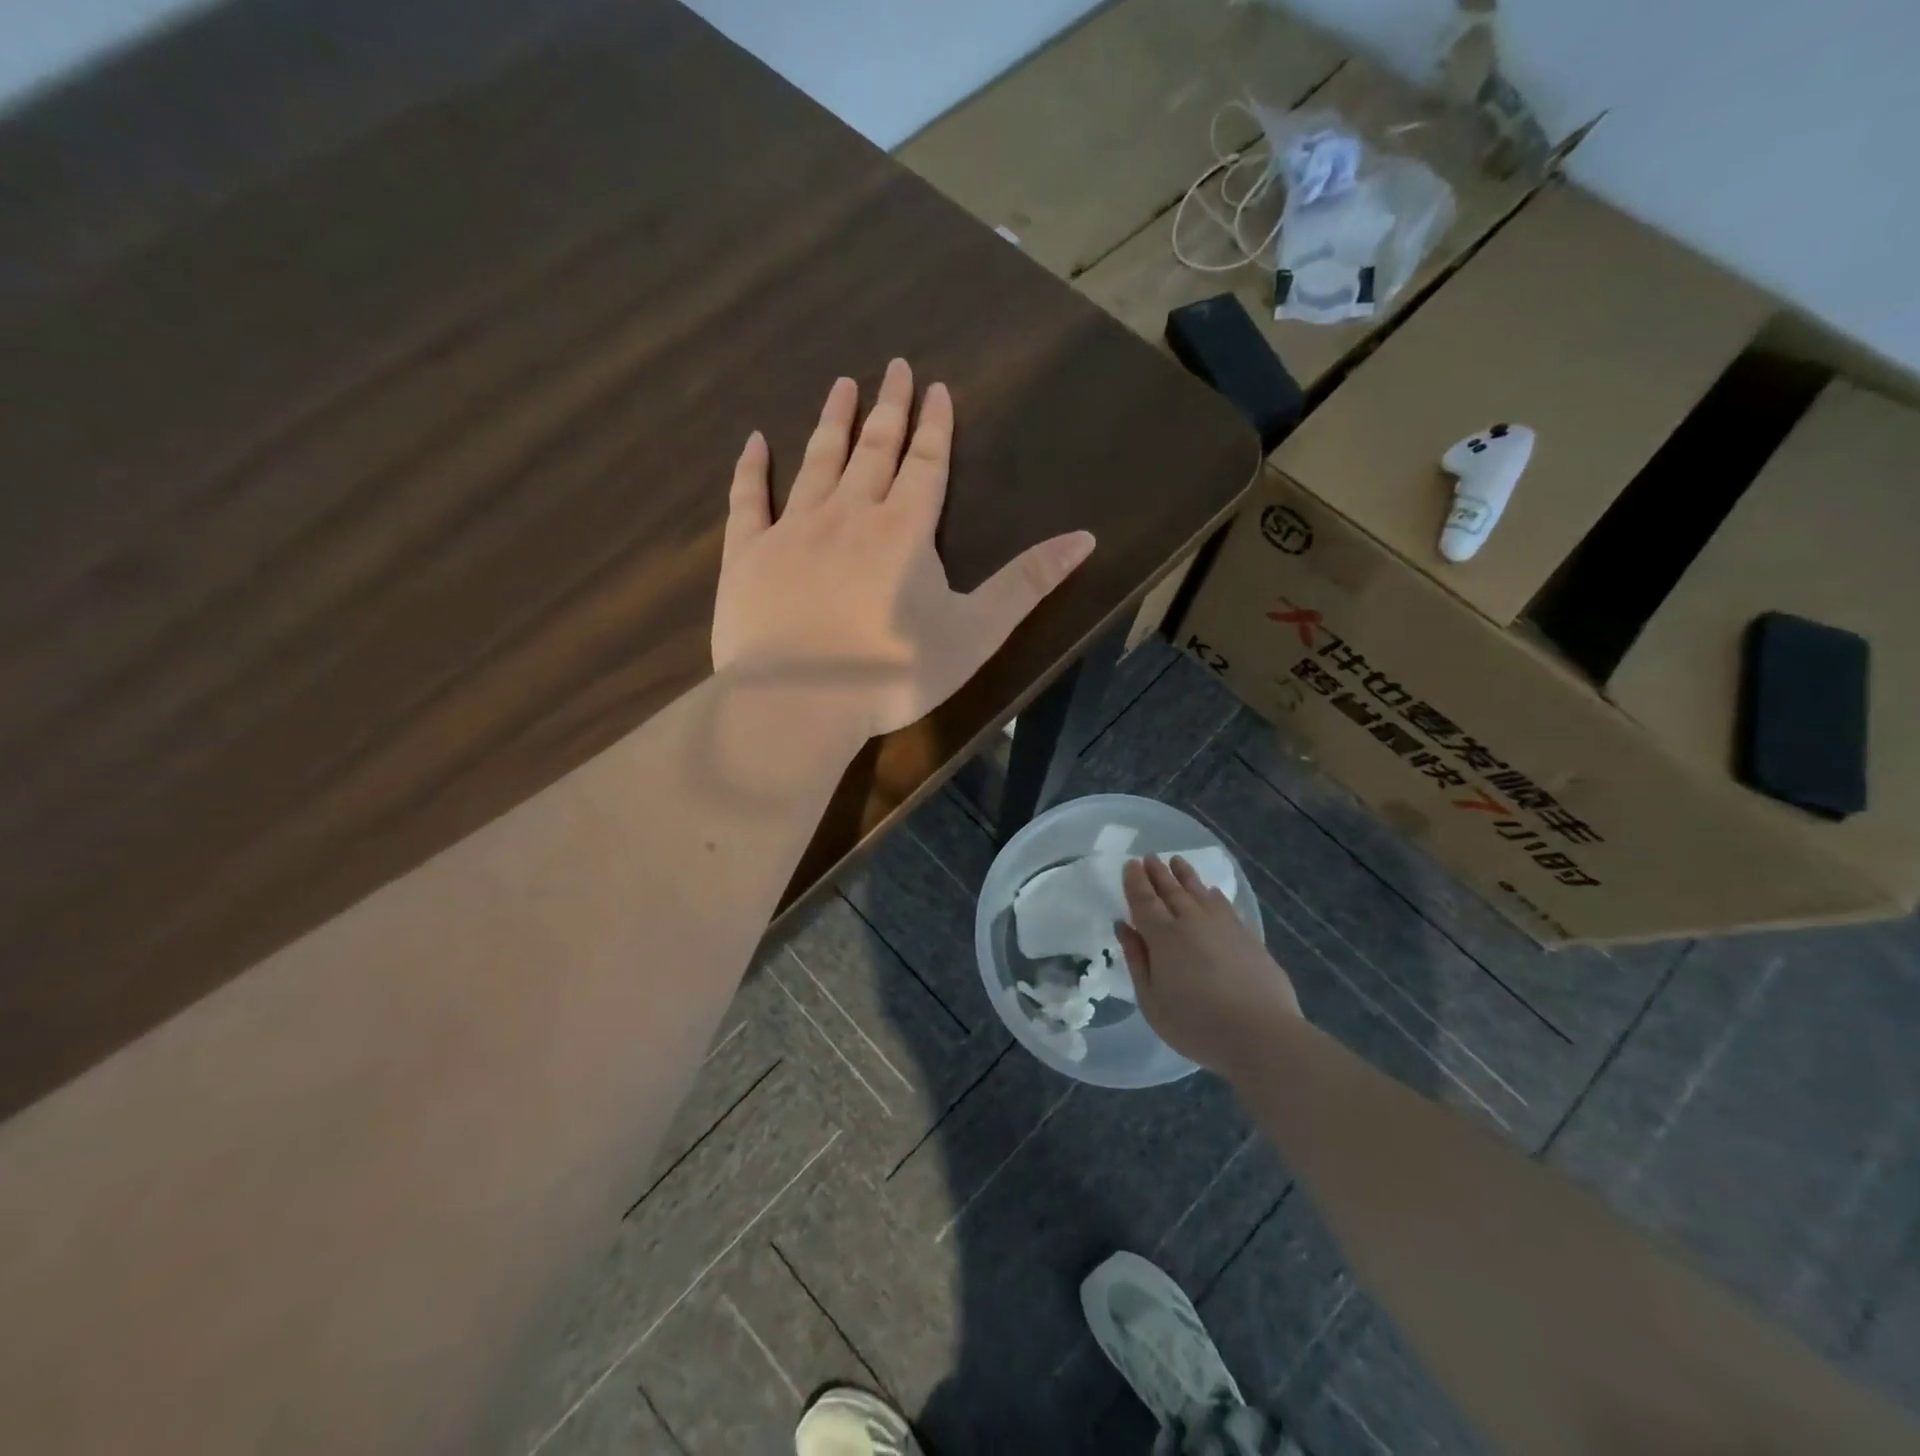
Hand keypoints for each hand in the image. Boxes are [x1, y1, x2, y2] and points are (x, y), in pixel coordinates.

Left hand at [712, 360, 1096, 738]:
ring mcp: (793, 530)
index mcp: (904, 530)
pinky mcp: (748, 556)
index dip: (934, 426)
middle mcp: (849, 514)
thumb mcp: (976, 633)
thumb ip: (1027, 584)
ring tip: (841, 385)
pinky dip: (752, 468)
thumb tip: (1084, 538)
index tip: (935, 387)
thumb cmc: (893, 673)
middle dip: (888, 408)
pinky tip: (754, 441)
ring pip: (817, 462)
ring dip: (832, 422)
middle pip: (873, 449)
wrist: (799, 702)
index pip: (925, 464)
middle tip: (893, 367)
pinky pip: (748, 500)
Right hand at [1118, 855, 1302, 1074]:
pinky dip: (1213, 895)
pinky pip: (1225, 905)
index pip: (1144, 899)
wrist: (1260, 1034)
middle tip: (1149, 856)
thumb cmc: (1195, 1024)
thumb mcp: (1151, 1000)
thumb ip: (1137, 960)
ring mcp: (1223, 926)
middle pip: (1171, 890)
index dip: (1135, 881)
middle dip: (1158, 872)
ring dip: (1185, 875)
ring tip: (1177, 861)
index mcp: (1163, 936)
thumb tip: (1125, 927)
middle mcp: (1192, 921)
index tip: (1130, 864)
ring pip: (1199, 891)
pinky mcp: (1248, 937)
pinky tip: (1212, 891)